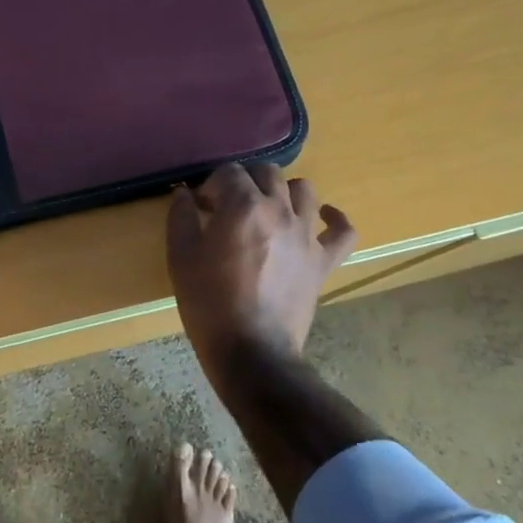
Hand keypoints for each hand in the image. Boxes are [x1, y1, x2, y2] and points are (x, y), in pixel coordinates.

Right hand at [166, 163, 356, 372]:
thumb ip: (181, 217)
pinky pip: (343, 231)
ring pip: (305, 190)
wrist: (250, 350)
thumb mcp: (180, 257)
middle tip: (229, 205)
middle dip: (245, 180)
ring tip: (268, 208)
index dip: (211, 185)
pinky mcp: (323, 261)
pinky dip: (334, 219)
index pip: (228, 172)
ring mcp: (306, 235)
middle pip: (267, 172)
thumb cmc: (208, 302)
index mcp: (242, 206)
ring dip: (283, 191)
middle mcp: (279, 210)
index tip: (201, 206)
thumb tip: (184, 194)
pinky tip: (321, 217)